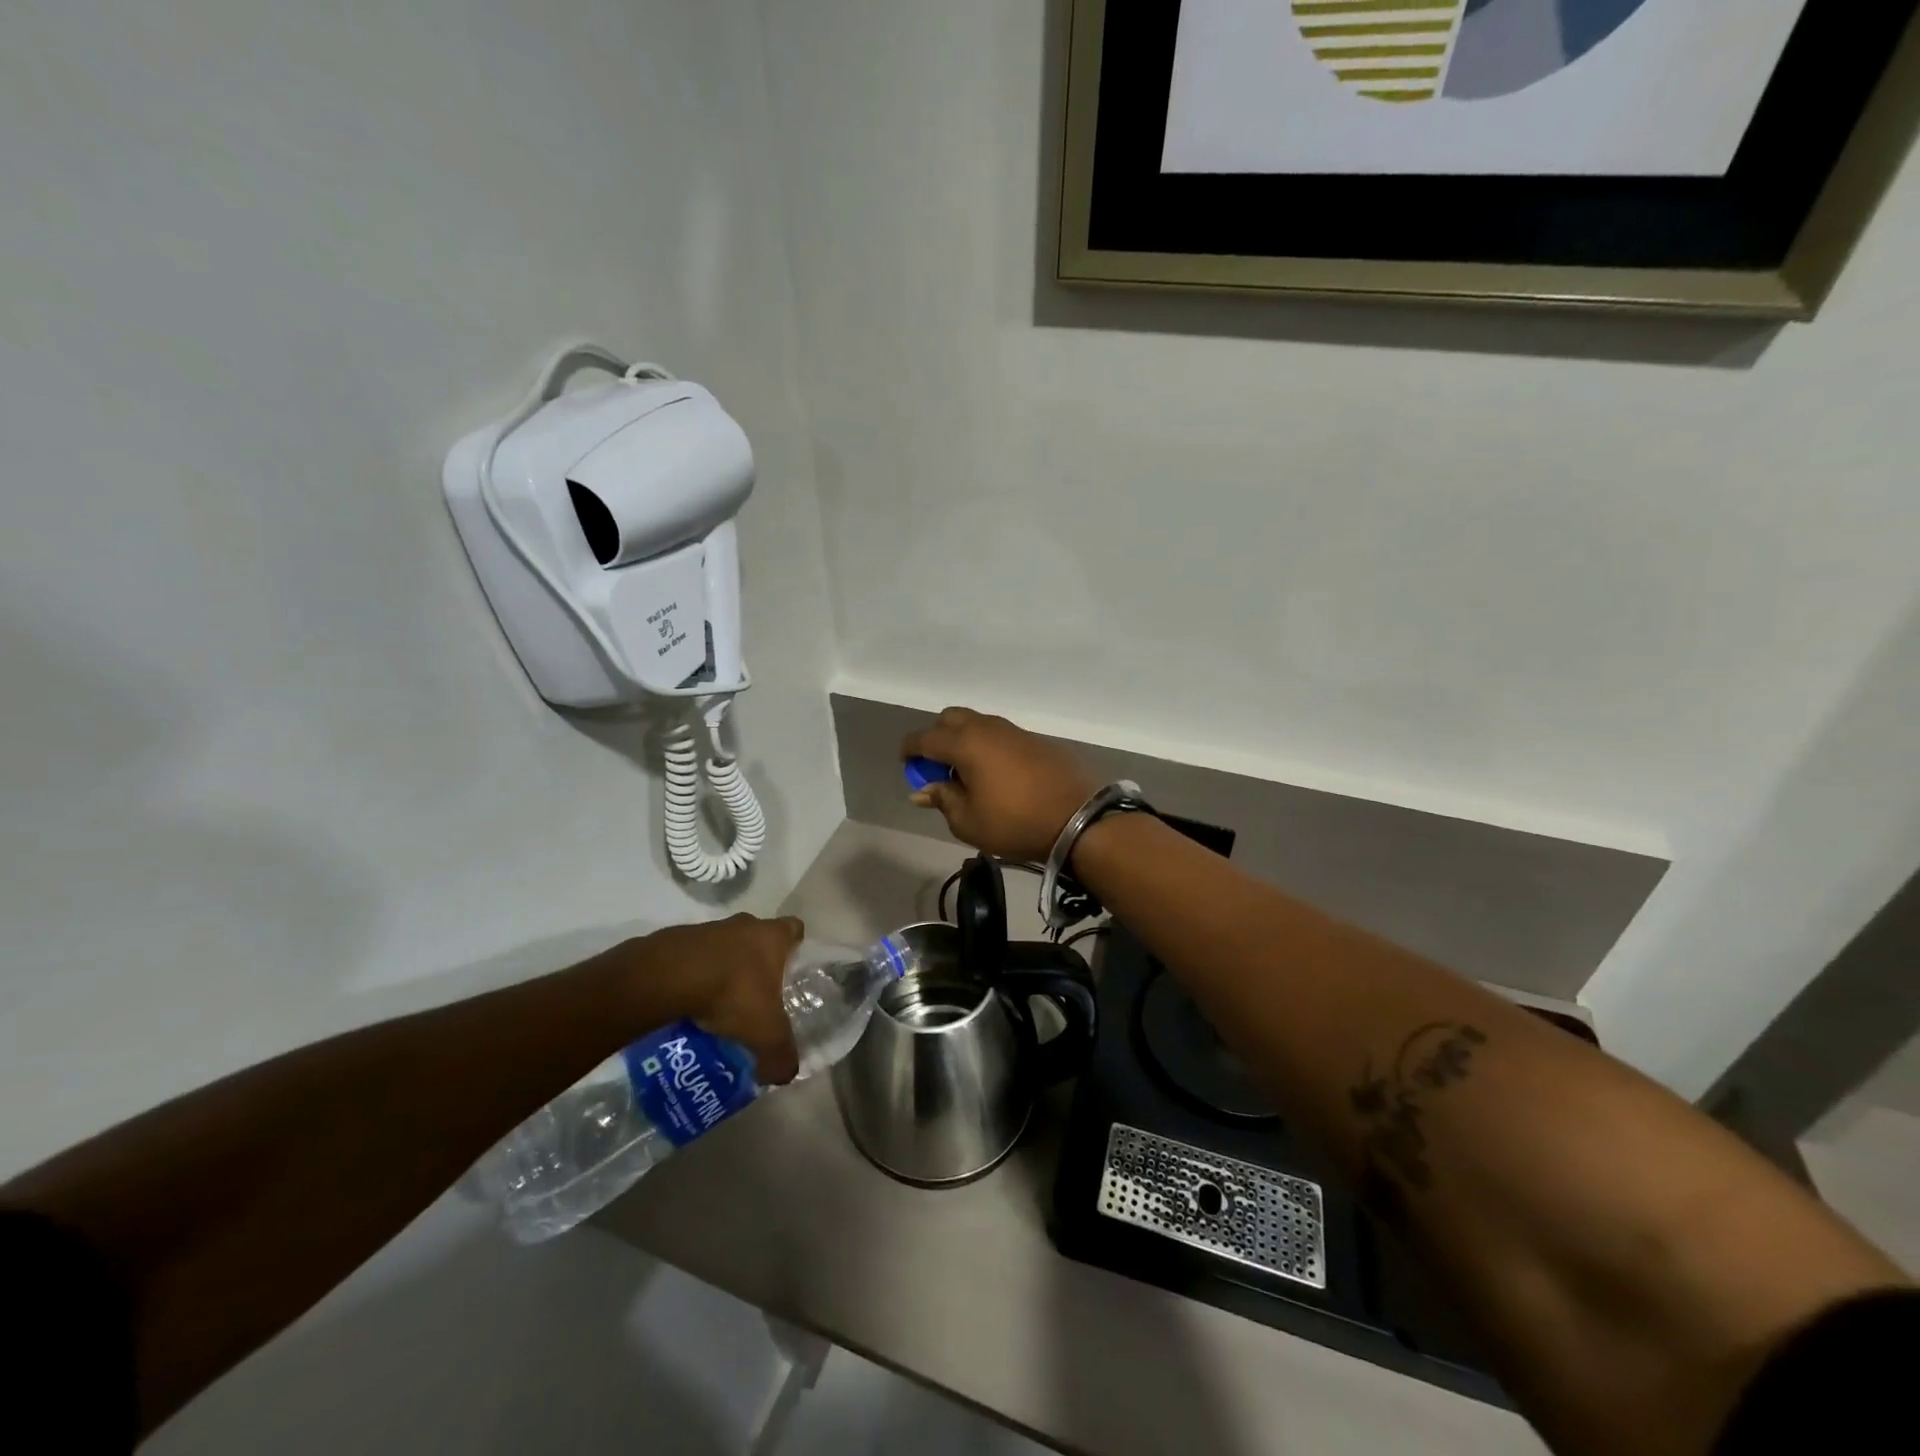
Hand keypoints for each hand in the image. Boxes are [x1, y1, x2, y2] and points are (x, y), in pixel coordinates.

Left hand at [634, 915, 802, 1084]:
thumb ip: (780, 1055)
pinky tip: (686, 1003)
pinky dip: (691, 976)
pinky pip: (691, 958)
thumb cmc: (732, 993)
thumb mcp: (765, 1034)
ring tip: (715, 1006)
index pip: (793, 929)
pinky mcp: (675, 938)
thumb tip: (786, 1073)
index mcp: (772, 936)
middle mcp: (744, 924)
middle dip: (755, 962)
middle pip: (757, 937)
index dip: (794, 946)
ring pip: (722, 947)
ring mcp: (708, 928)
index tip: (790, 968)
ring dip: (720, 969)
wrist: (668, 976)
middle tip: (753, 995)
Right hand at [900, 708, 1096, 862]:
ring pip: (977, 723)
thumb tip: (922, 789)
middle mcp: (987, 728)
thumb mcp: (968, 821)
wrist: (1078, 818)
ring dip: (964, 740)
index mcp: (965, 744)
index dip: (910, 750)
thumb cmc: (1015, 823)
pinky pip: (1000, 734)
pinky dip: (988, 746)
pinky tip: (996, 773)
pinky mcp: (1036, 739)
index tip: (907, 765)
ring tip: (966, 772)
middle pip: (950, 718)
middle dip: (936, 737)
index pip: (924, 738)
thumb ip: (942, 799)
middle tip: (937, 767)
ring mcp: (1014, 730)